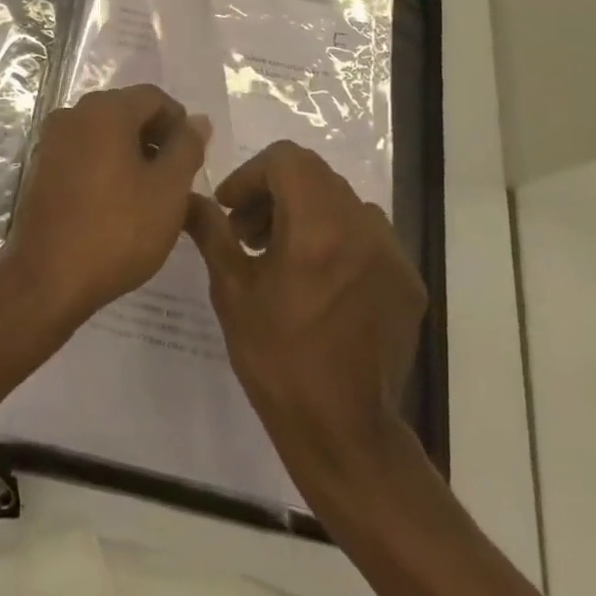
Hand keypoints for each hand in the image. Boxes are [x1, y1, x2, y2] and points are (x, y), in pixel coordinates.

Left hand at [0, 85, 209, 330]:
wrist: (46, 279)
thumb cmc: (116, 230)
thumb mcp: (168, 190)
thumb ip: (187, 148)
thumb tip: (198, 120)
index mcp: (105, 110)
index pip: (154, 97)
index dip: (179, 122)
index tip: (192, 159)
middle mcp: (74, 113)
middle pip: (126, 110)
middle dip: (155, 137)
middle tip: (175, 178)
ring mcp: (52, 140)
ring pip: (103, 132)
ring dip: (130, 152)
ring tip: (148, 194)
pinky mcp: (40, 167)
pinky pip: (82, 152)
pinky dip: (104, 165)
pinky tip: (116, 202)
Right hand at [186, 140, 426, 484]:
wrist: (345, 435)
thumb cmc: (278, 361)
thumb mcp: (232, 292)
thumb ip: (212, 232)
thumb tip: (188, 198)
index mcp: (317, 226)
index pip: (286, 159)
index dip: (252, 174)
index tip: (231, 208)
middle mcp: (360, 227)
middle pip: (314, 176)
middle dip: (275, 192)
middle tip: (249, 232)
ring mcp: (391, 253)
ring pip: (341, 201)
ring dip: (307, 212)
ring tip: (282, 256)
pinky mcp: (407, 280)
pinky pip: (368, 234)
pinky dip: (338, 238)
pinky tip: (319, 281)